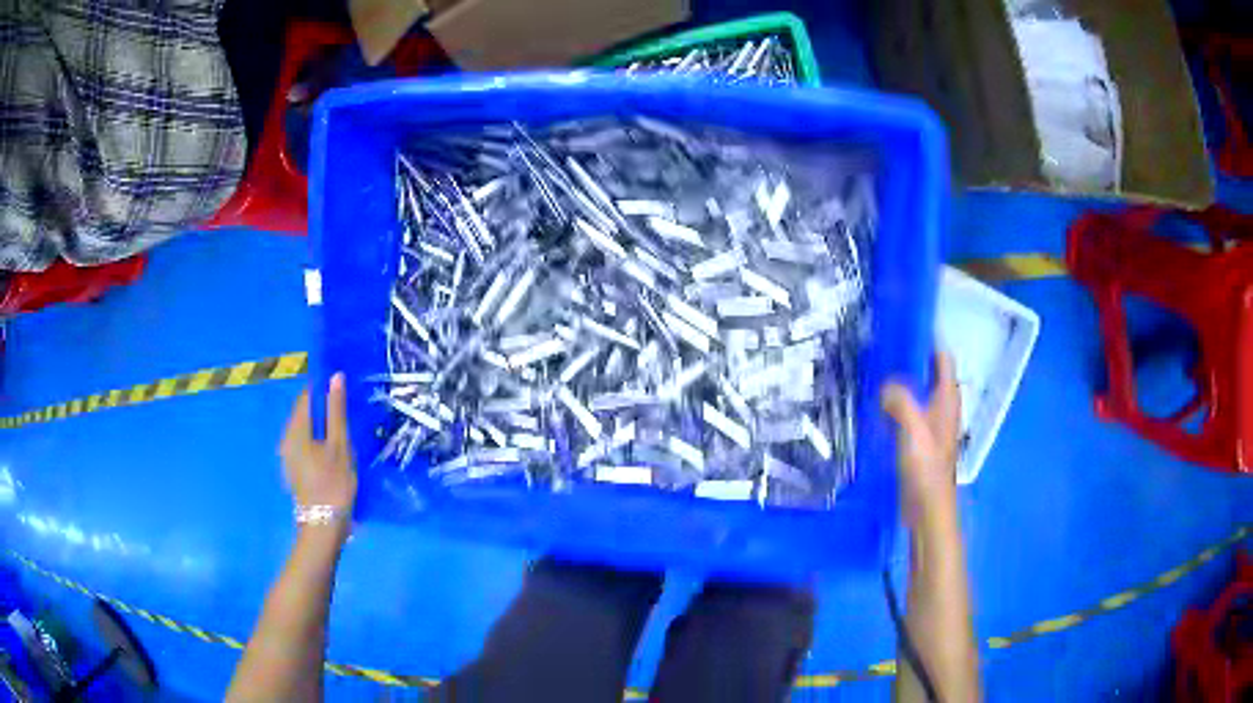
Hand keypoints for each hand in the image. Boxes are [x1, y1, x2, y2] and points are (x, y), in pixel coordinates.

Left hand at [280, 373, 357, 527]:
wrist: (323, 527)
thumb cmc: (333, 483)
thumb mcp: (340, 445)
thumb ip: (337, 410)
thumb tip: (336, 376)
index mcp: (295, 428)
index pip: (307, 395)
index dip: (325, 388)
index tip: (345, 389)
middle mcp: (286, 438)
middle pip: (305, 413)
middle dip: (325, 409)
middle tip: (350, 411)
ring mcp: (289, 456)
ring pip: (307, 431)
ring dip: (324, 427)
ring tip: (347, 431)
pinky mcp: (295, 470)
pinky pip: (307, 445)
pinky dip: (320, 443)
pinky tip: (337, 452)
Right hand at [881, 352, 960, 525]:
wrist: (927, 507)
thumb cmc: (926, 467)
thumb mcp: (913, 429)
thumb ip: (900, 401)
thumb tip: (885, 386)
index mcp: (947, 398)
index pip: (942, 357)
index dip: (927, 340)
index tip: (902, 329)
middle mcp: (943, 406)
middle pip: (929, 373)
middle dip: (910, 360)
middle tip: (882, 349)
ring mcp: (932, 424)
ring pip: (918, 392)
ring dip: (902, 383)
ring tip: (875, 373)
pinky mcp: (920, 440)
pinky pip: (908, 412)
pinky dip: (896, 404)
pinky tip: (877, 407)